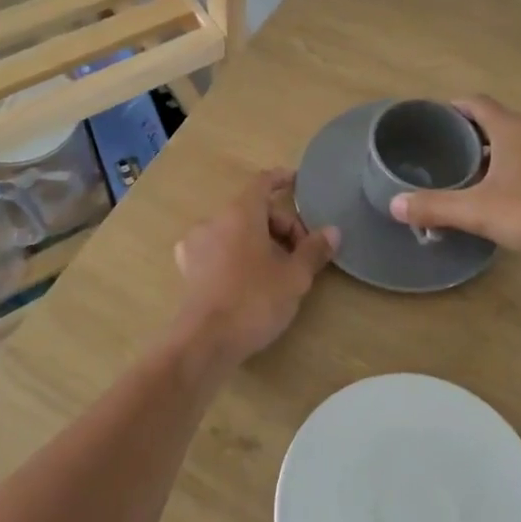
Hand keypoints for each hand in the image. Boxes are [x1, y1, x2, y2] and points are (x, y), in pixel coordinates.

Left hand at [169, 170, 338, 372]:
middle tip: (301, 254)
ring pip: (235, 231)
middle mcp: (214, 221)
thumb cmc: (254, 300)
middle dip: (280, 226)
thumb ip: (314, 250)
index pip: (263, 182)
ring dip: (259, 242)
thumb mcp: (294, 277)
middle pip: (253, 210)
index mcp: (240, 213)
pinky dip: (236, 254)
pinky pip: (219, 250)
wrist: (205, 342)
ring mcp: (196, 244)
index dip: (282, 179)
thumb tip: (332, 231)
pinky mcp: (188, 269)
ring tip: (277, 270)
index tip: (297, 182)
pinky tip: (247, 277)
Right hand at [389, 95, 520, 256]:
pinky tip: (500, 192)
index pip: (475, 102)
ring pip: (513, 140)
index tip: (430, 122)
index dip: (451, 107)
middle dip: (466, 132)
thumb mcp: (478, 212)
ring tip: (465, 173)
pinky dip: (510, 165)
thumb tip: (394, 204)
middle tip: (440, 152)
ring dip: (490, 151)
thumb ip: (435, 207)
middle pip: (494, 120)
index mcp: (511, 128)